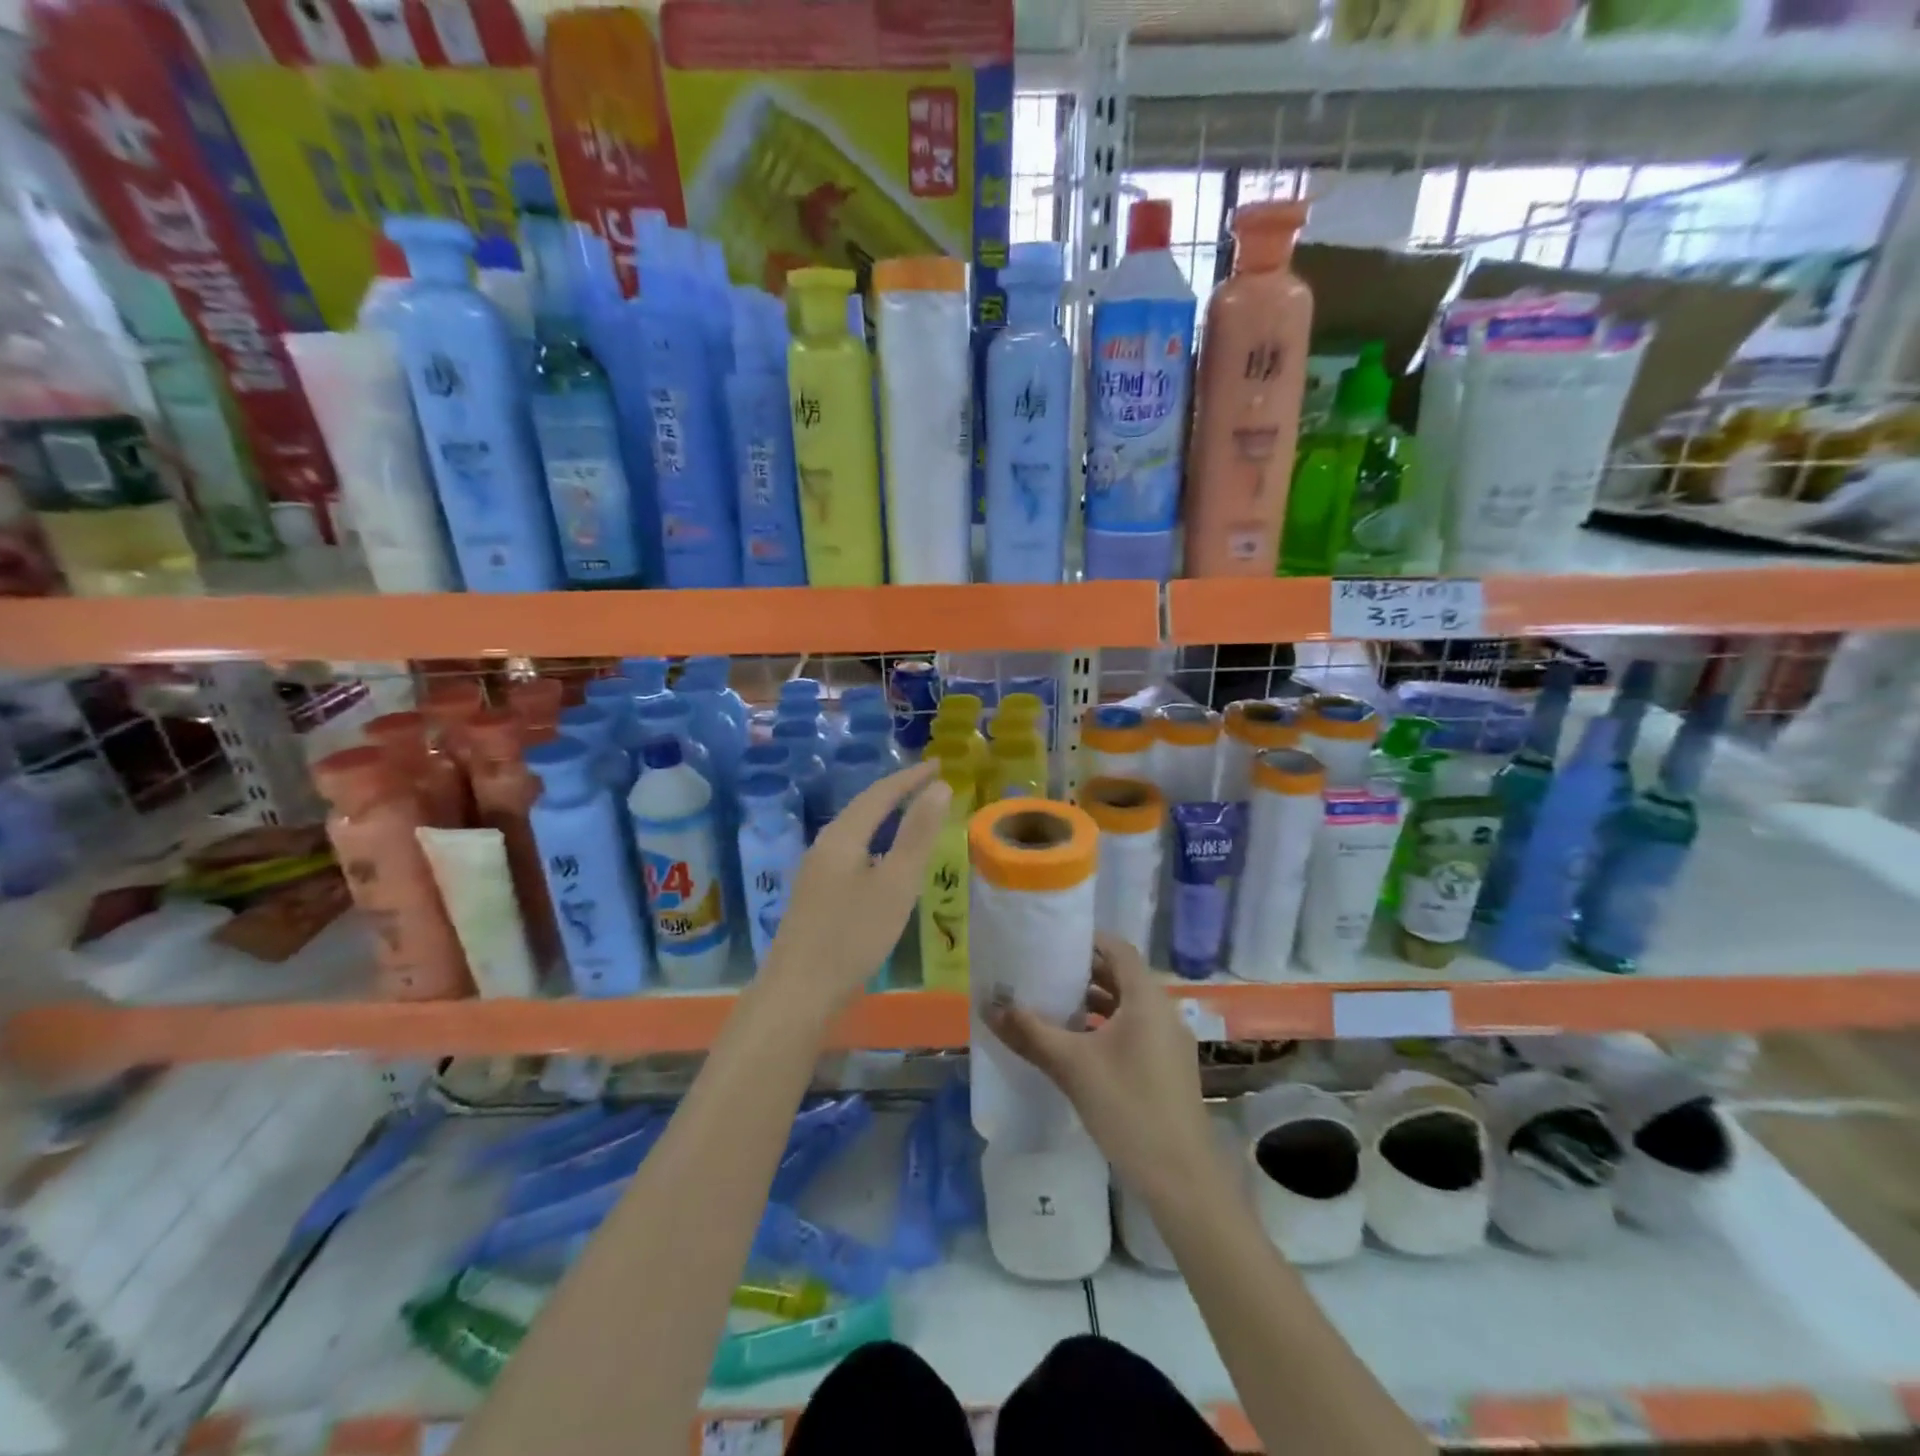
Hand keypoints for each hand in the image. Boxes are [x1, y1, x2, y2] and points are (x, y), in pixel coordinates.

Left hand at [763, 761, 949, 1013]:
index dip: (911, 777)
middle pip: (863, 807)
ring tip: (911, 813)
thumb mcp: (896, 883)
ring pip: (855, 830)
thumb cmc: (853, 936)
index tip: (940, 764)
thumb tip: (938, 787)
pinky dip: (875, 841)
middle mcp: (824, 845)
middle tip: (929, 783)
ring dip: (884, 816)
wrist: (798, 993)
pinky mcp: (815, 894)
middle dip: (897, 791)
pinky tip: (883, 859)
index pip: (880, 793)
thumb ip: (918, 834)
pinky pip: (850, 851)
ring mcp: (815, 871)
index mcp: (842, 836)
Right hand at [987, 934, 1215, 1202]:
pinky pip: (1135, 1030)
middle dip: (1084, 972)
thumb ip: (1031, 1033)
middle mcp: (1163, 1011)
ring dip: (1094, 1002)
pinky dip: (1107, 1027)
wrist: (1182, 1179)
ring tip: (1054, 1004)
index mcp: (1146, 999)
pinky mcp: (1168, 1068)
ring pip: (1128, 1006)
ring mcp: (1169, 1042)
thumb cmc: (1128, 1108)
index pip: (1118, 949)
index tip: (1053, 939)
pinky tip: (1077, 1045)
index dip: (1087, 940)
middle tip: (1044, 970)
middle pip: (1122, 976)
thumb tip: (989, 1007)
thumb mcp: (1072, 1067)